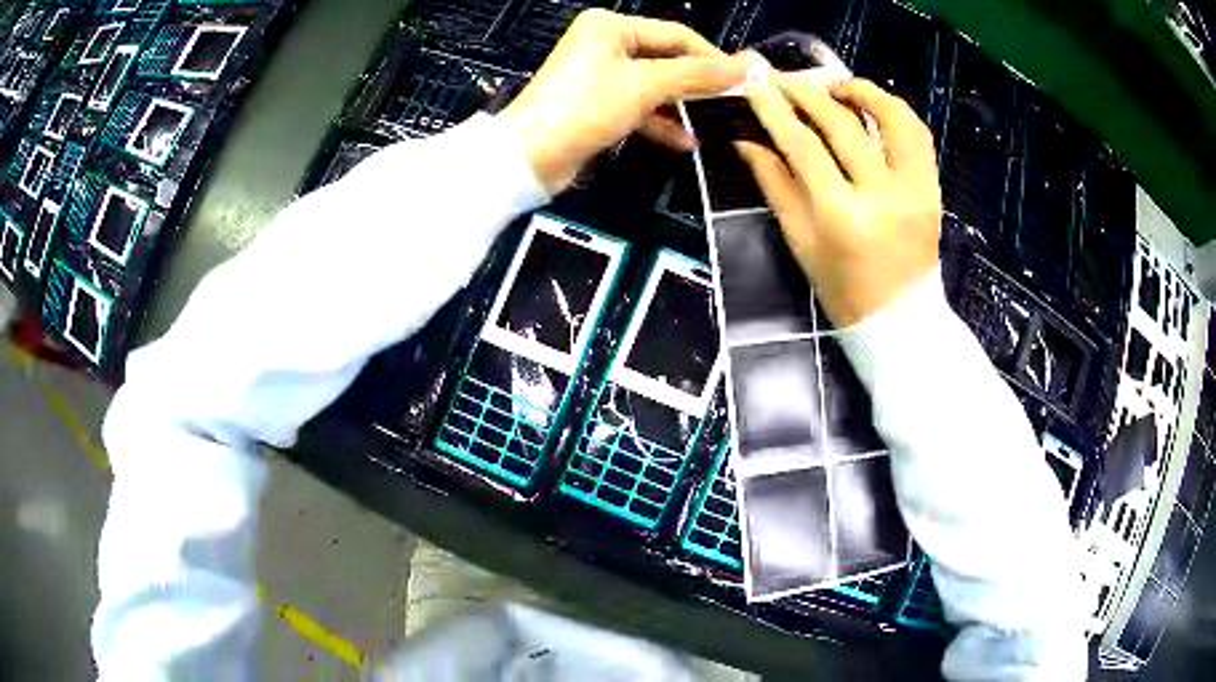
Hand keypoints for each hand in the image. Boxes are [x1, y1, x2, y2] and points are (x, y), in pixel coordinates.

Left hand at [501, 9, 746, 194]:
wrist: (530, 157)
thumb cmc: (581, 109)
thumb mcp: (644, 85)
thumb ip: (695, 74)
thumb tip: (742, 68)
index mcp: (610, 27)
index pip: (676, 35)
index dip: (712, 56)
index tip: (743, 78)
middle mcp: (605, 45)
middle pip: (667, 59)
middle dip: (698, 82)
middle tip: (733, 100)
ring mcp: (600, 75)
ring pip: (656, 85)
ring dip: (683, 105)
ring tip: (714, 121)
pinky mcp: (598, 104)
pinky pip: (640, 107)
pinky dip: (661, 122)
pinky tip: (685, 140)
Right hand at [737, 74, 941, 326]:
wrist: (900, 320)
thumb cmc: (843, 290)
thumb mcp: (800, 241)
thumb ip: (775, 184)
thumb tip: (748, 139)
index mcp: (842, 216)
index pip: (803, 146)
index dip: (775, 109)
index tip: (755, 83)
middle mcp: (882, 195)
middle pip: (842, 125)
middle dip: (807, 92)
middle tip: (783, 77)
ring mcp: (915, 190)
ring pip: (891, 119)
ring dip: (860, 91)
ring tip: (835, 84)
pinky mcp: (933, 189)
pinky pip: (918, 135)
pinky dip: (895, 111)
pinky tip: (872, 105)